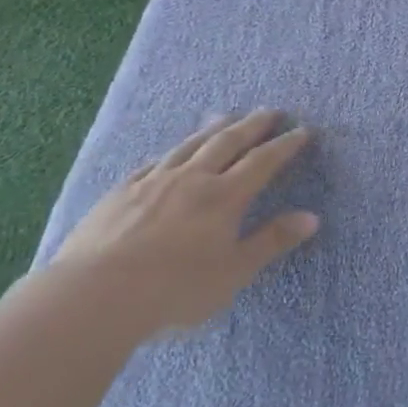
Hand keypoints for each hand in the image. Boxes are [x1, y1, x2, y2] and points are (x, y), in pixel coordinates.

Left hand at [47, 110, 318, 334]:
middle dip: (252, 126)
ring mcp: (153, 182)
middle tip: (270, 111)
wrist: (95, 295)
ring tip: (225, 116)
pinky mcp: (121, 192)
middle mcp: (192, 179)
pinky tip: (171, 152)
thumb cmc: (175, 288)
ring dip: (212, 129)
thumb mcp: (233, 272)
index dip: (284, 146)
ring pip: (189, 145)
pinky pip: (154, 162)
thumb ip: (271, 242)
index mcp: (224, 197)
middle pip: (227, 143)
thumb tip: (312, 217)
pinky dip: (171, 152)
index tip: (302, 131)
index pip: (262, 162)